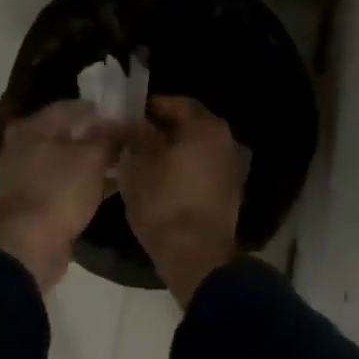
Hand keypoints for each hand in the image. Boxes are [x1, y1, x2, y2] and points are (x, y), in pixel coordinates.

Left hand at [0, 100, 121, 288]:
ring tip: (117, 164)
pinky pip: (57, 182)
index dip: (99, 111)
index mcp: (30, 128)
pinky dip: (78, 181)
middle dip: (93, 137)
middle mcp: (19, 146)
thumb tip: (122, 123)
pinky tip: (104, 186)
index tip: (123, 118)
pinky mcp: (27, 200)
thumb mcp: (93, 159)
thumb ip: (110, 137)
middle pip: (63, 133)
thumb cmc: (60, 191)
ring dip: (87, 161)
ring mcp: (19, 175)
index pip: (69, 107)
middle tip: (121, 141)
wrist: (31, 245)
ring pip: (61, 159)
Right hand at [119, 96, 250, 304]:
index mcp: (206, 126)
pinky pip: (201, 169)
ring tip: (142, 164)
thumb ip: (136, 134)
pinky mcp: (229, 191)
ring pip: (195, 148)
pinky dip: (183, 170)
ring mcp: (231, 167)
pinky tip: (161, 183)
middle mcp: (226, 140)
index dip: (149, 108)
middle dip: (160, 130)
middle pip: (188, 125)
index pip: (176, 102)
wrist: (196, 255)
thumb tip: (130, 119)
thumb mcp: (139, 164)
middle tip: (131, 141)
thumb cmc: (164, 202)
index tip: (126, 118)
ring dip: (171, 151)